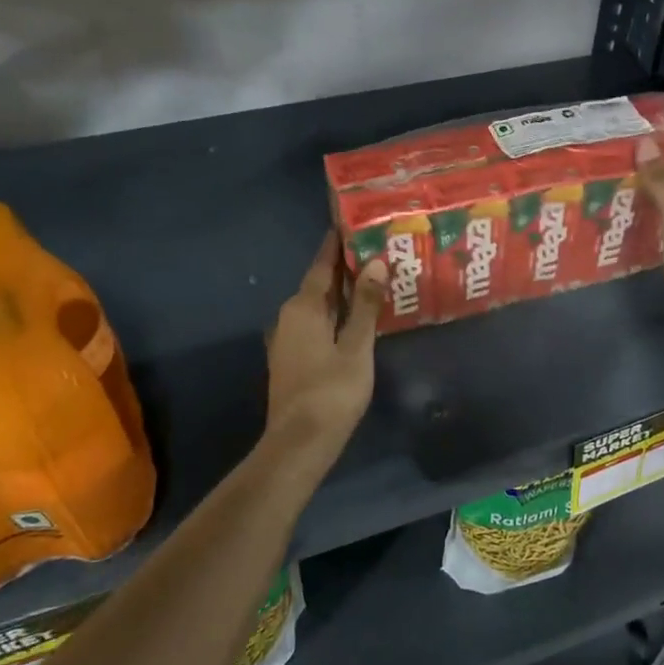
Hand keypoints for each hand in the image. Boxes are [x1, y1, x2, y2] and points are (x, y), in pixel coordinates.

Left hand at [265, 233, 386, 450]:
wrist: (299, 442)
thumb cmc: (331, 391)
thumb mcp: (357, 346)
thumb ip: (365, 305)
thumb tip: (374, 263)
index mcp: (303, 307)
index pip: (322, 265)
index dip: (337, 244)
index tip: (351, 222)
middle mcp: (289, 316)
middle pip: (320, 284)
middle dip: (345, 267)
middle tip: (375, 249)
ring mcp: (288, 339)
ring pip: (319, 306)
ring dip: (342, 293)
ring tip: (372, 280)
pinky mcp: (292, 359)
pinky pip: (316, 324)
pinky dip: (336, 315)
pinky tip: (356, 318)